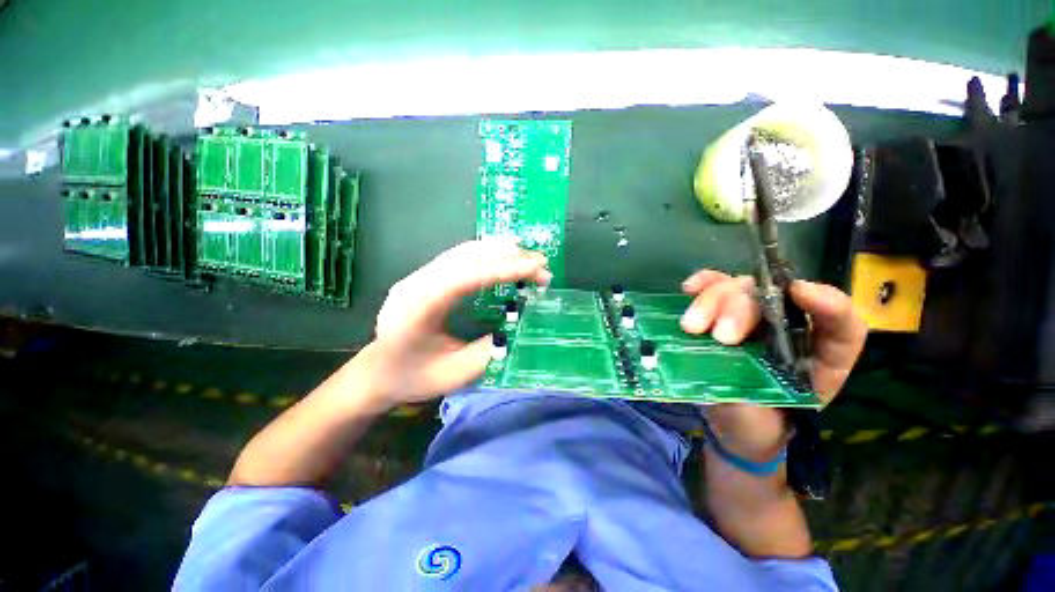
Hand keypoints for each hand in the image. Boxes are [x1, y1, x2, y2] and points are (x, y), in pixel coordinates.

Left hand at [352, 239, 551, 410]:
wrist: (377, 372)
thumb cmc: (413, 377)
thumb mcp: (456, 374)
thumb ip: (488, 350)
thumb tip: (519, 326)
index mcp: (418, 308)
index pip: (466, 276)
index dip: (503, 269)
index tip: (535, 269)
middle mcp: (415, 283)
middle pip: (466, 257)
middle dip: (507, 257)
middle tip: (540, 264)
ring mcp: (418, 276)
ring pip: (463, 251)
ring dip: (499, 250)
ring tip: (528, 257)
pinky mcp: (425, 276)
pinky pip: (459, 257)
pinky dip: (487, 253)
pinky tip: (504, 255)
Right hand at [680, 270, 866, 461]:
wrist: (732, 425)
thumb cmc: (755, 426)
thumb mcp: (763, 421)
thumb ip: (746, 388)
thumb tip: (717, 348)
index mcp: (818, 358)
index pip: (841, 325)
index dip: (828, 304)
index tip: (798, 294)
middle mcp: (789, 329)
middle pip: (774, 297)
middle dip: (742, 309)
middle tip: (721, 337)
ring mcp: (752, 316)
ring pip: (740, 287)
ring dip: (713, 299)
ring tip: (691, 326)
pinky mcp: (721, 312)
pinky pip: (714, 286)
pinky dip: (702, 284)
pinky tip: (688, 290)